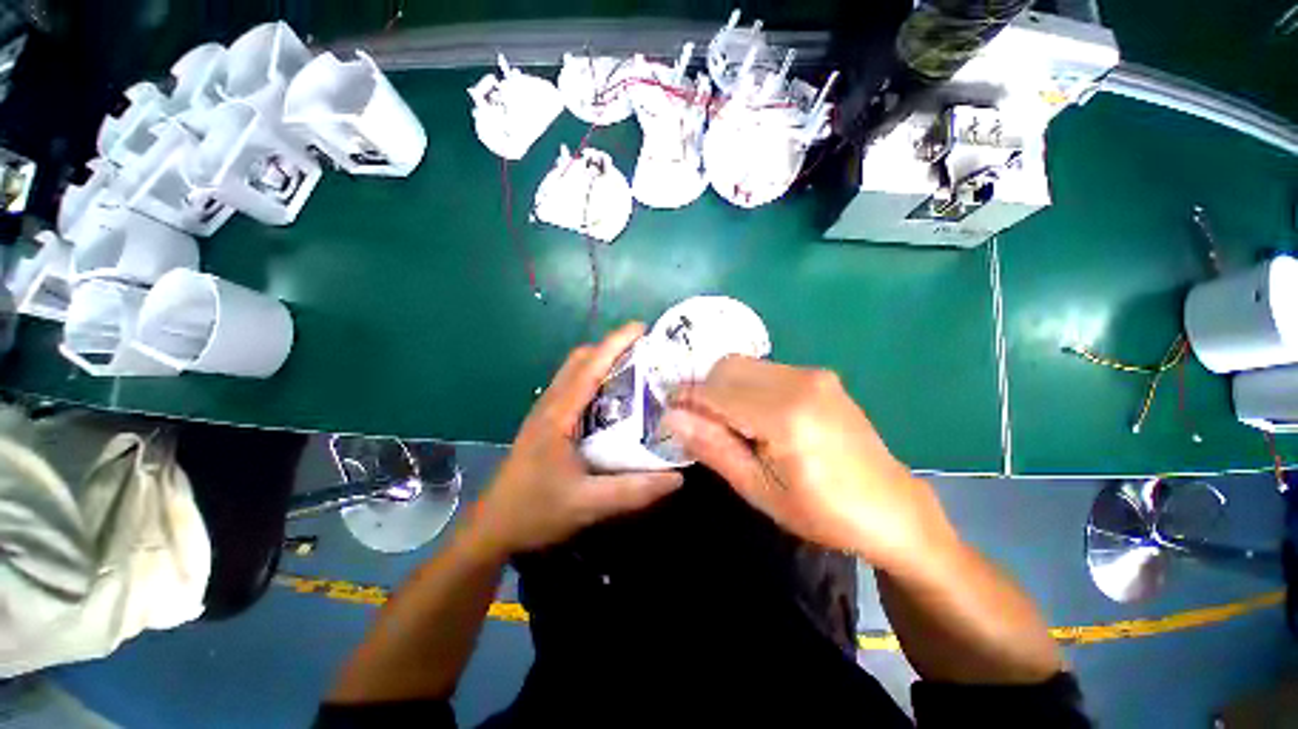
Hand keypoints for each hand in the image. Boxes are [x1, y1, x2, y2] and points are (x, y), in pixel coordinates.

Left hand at [471, 323, 683, 557]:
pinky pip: (572, 387)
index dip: (616, 342)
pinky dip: (593, 379)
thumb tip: (678, 478)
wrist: (493, 527)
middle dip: (611, 347)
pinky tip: (613, 398)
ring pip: (574, 371)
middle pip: (580, 360)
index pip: (590, 366)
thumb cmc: (536, 511)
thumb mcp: (589, 504)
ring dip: (602, 361)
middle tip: (645, 353)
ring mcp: (545, 411)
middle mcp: (550, 404)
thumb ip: (634, 491)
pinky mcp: (546, 421)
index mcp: (559, 414)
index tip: (642, 328)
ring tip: (635, 369)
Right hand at [663, 357, 955, 571]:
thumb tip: (671, 416)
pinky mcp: (819, 376)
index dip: (685, 400)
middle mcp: (799, 381)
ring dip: (725, 388)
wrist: (891, 507)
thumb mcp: (759, 490)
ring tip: (731, 425)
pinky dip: (746, 387)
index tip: (669, 415)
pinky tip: (756, 417)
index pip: (715, 392)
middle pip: (727, 367)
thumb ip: (713, 447)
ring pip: (744, 365)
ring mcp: (812, 374)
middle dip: (704, 391)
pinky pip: (765, 370)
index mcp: (785, 415)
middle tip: (703, 426)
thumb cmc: (822, 512)